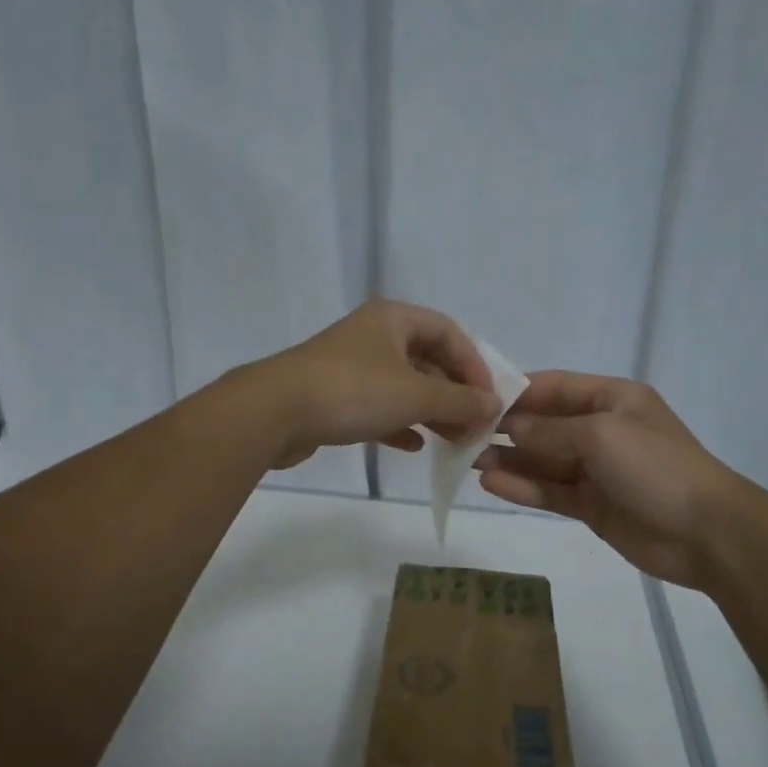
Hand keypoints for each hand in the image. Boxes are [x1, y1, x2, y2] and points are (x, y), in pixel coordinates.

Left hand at [248, 300, 499, 469]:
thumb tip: (494, 405)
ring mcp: (352, 367)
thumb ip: (459, 401)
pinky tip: (415, 447)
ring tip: (453, 441)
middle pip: (428, 360)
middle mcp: (374, 336)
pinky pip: (379, 407)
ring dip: (431, 412)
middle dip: (454, 394)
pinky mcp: (335, 397)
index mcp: (394, 319)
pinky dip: (400, 423)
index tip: (488, 399)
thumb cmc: (352, 391)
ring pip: (404, 386)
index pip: (449, 332)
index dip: (474, 364)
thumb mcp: (414, 395)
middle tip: (475, 426)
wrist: (273, 413)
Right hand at [474, 371, 767, 589]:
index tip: (475, 398)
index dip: (516, 392)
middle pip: (545, 424)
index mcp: (612, 399)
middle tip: (462, 435)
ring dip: (509, 460)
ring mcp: (596, 470)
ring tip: (468, 460)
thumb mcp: (601, 435)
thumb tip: (509, 426)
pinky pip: (551, 491)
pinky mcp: (592, 505)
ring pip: (544, 461)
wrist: (705, 533)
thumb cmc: (656, 467)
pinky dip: (524, 487)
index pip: (554, 387)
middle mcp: (601, 429)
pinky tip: (492, 484)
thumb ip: (550, 431)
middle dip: (506, 428)